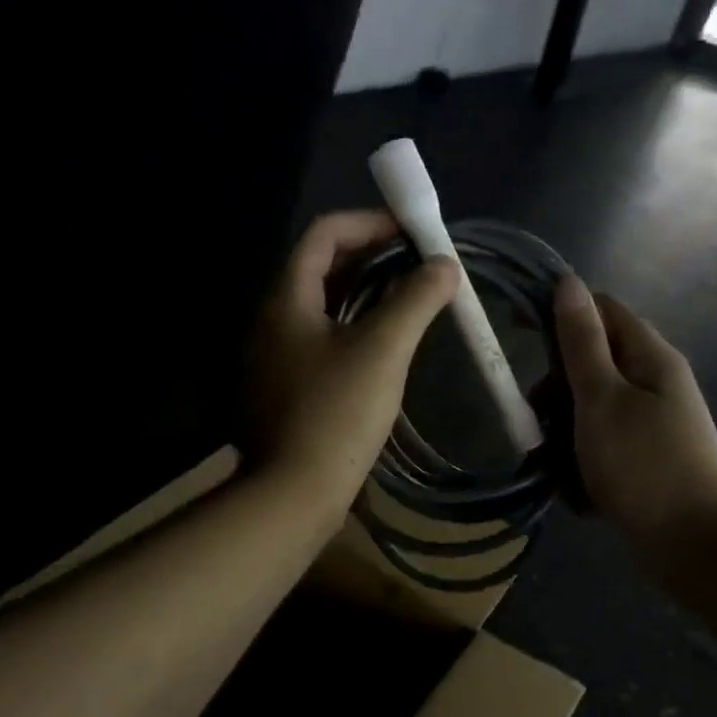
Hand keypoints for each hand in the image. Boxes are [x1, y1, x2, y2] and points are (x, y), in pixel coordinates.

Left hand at [246, 211, 458, 524]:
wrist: (294, 494)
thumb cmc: (337, 414)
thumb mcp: (382, 350)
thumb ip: (415, 300)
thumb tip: (445, 265)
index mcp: (286, 300)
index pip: (324, 234)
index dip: (370, 223)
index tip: (413, 234)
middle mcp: (272, 321)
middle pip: (321, 268)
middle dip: (373, 258)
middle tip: (419, 267)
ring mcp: (274, 358)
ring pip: (323, 307)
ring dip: (366, 295)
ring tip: (411, 302)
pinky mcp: (285, 389)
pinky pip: (321, 341)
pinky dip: (354, 329)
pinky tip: (385, 348)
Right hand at [553, 274, 716, 566]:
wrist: (695, 547)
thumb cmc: (643, 466)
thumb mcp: (602, 399)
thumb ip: (582, 343)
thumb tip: (568, 282)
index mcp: (651, 358)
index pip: (602, 310)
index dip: (560, 313)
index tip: (518, 332)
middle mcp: (656, 384)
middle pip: (593, 363)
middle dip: (557, 388)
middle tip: (536, 420)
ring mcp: (653, 425)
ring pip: (592, 410)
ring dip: (565, 432)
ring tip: (553, 466)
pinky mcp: (647, 461)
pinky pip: (603, 447)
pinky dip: (584, 463)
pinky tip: (577, 492)